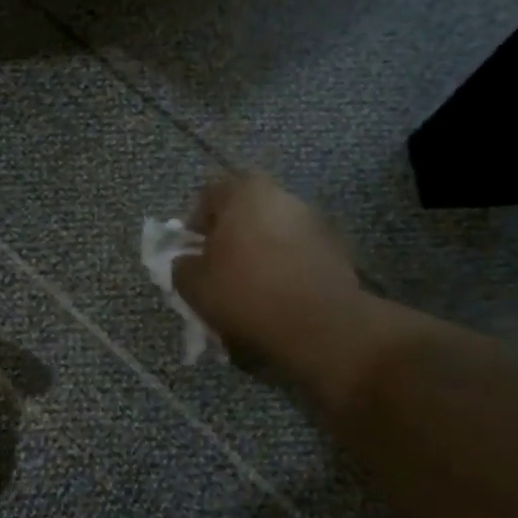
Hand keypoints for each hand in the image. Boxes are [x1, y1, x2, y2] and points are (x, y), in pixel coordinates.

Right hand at [173, 173, 363, 368]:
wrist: (318, 324)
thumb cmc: (246, 294)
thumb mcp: (194, 285)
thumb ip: (182, 266)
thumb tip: (187, 262)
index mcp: (243, 192)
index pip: (208, 196)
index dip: (194, 225)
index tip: (192, 254)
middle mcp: (281, 195)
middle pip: (244, 211)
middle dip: (230, 237)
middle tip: (219, 269)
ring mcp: (313, 219)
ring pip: (273, 230)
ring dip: (259, 251)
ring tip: (251, 286)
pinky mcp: (335, 246)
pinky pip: (298, 251)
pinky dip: (285, 266)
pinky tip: (279, 295)